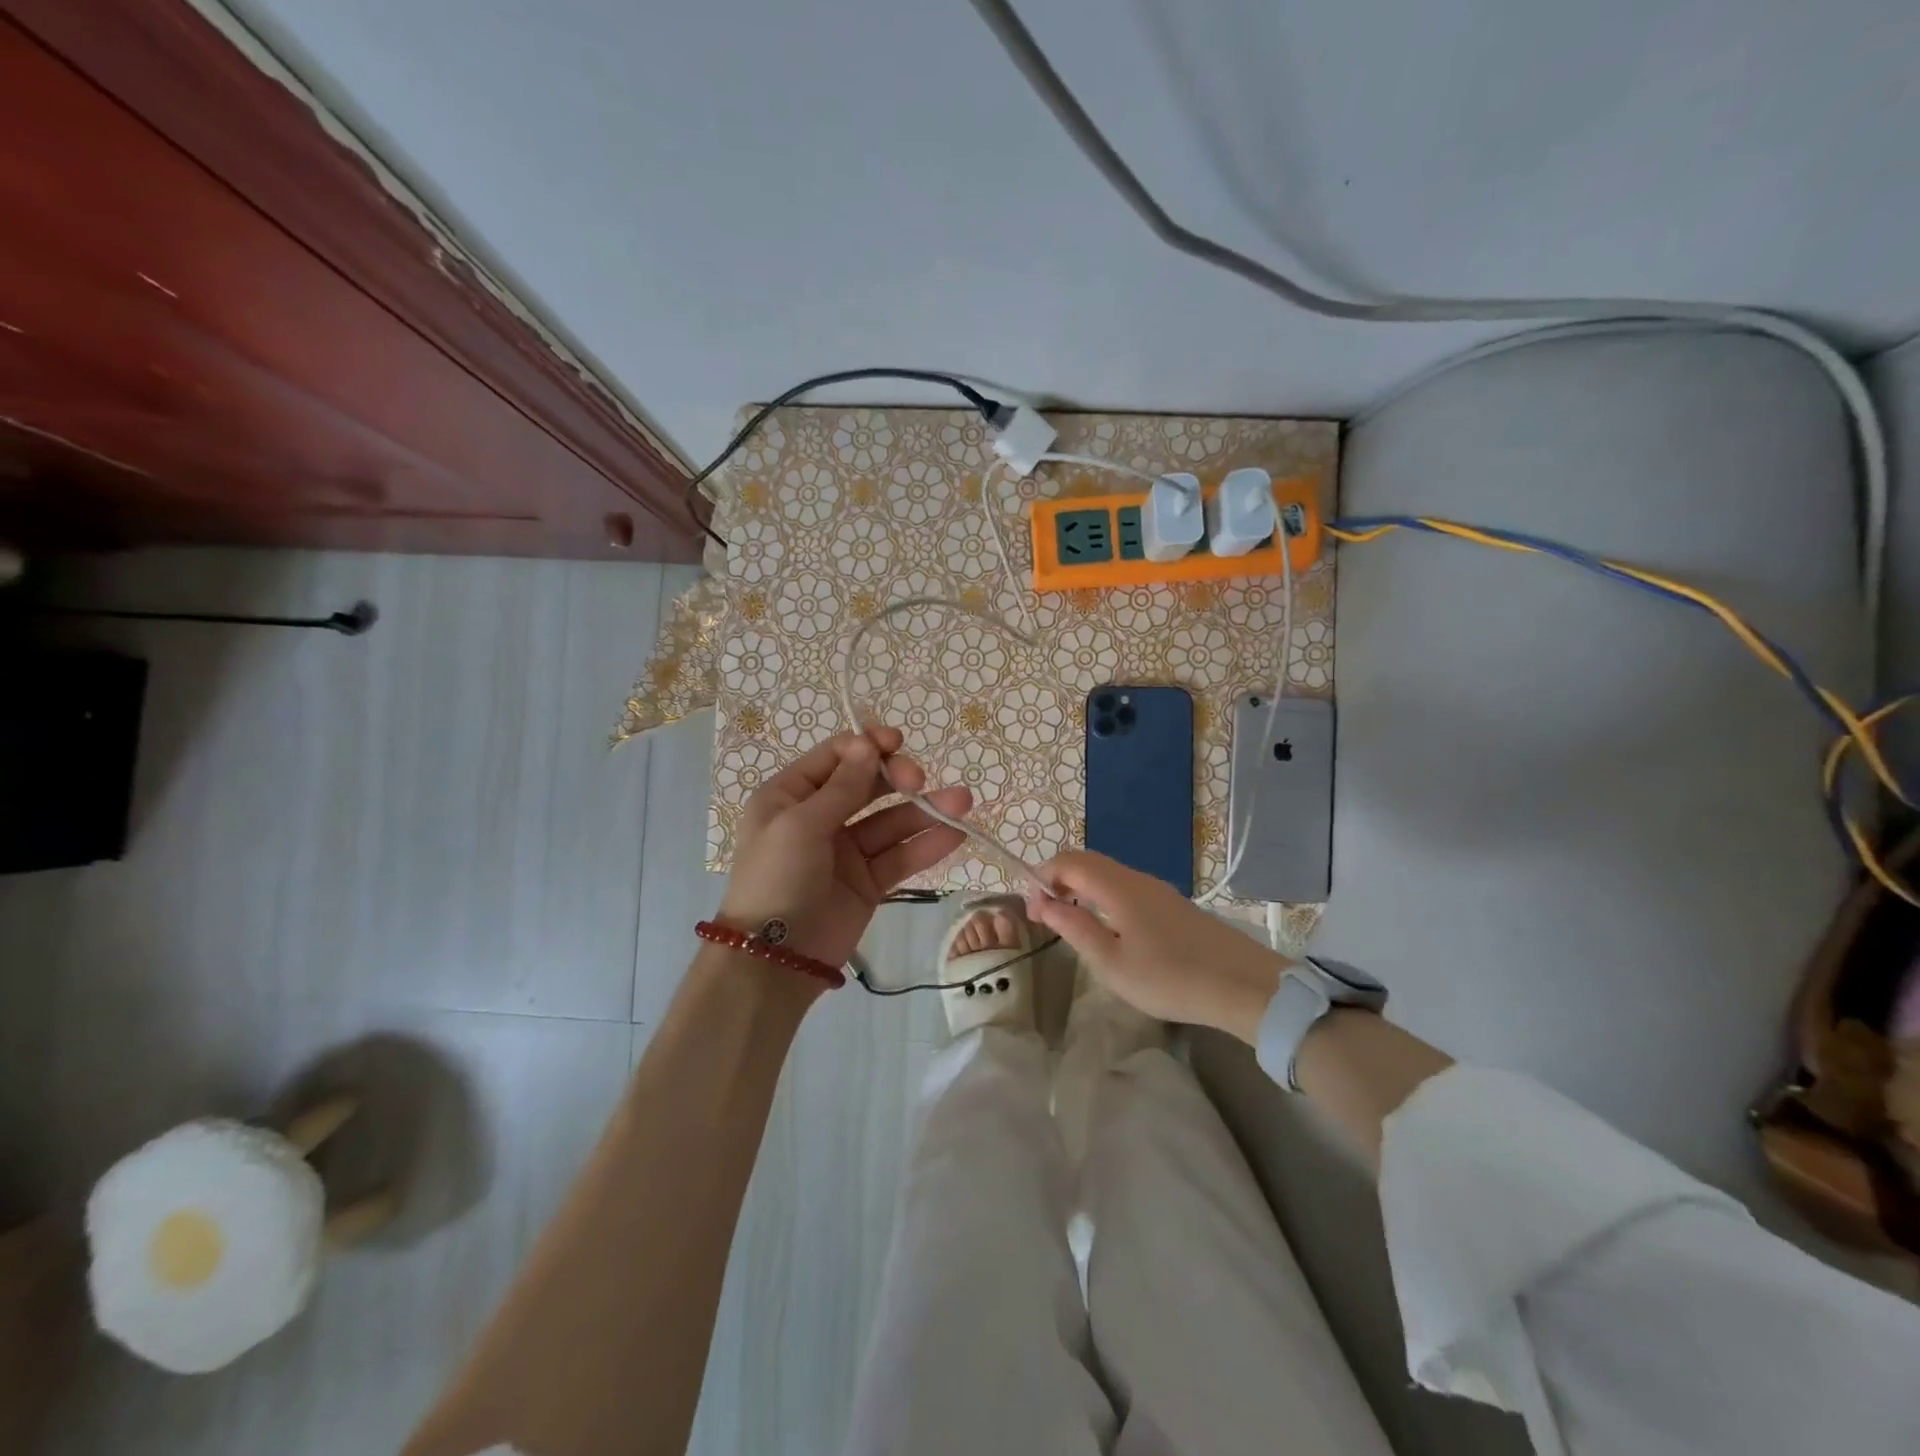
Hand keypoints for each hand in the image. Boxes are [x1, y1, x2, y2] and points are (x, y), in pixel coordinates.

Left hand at [717, 726, 970, 970]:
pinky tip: (955, 834)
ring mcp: (846, 851)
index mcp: (790, 796)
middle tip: (919, 780)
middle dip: (897, 778)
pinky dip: (926, 845)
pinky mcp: (868, 882)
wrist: (775, 959)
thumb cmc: (777, 878)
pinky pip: (900, 856)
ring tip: (963, 802)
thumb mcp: (800, 825)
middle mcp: (819, 818)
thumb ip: (842, 786)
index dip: (867, 746)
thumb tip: (868, 744)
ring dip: (925, 810)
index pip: (836, 757)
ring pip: (891, 822)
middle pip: (868, 785)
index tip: (896, 743)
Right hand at [1026, 850, 1286, 1041]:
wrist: (1242, 985)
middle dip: (1059, 878)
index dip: (1043, 876)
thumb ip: (1073, 928)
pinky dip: (1102, 894)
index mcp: (1117, 887)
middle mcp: (1136, 878)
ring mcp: (1157, 889)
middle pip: (1088, 861)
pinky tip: (1108, 925)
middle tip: (1046, 912)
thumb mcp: (1111, 962)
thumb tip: (1041, 903)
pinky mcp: (1172, 903)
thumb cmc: (1169, 978)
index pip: (1069, 861)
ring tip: (1071, 920)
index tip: (1032, 908)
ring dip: (1081, 886)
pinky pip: (1125, 885)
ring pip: (1108, 872)